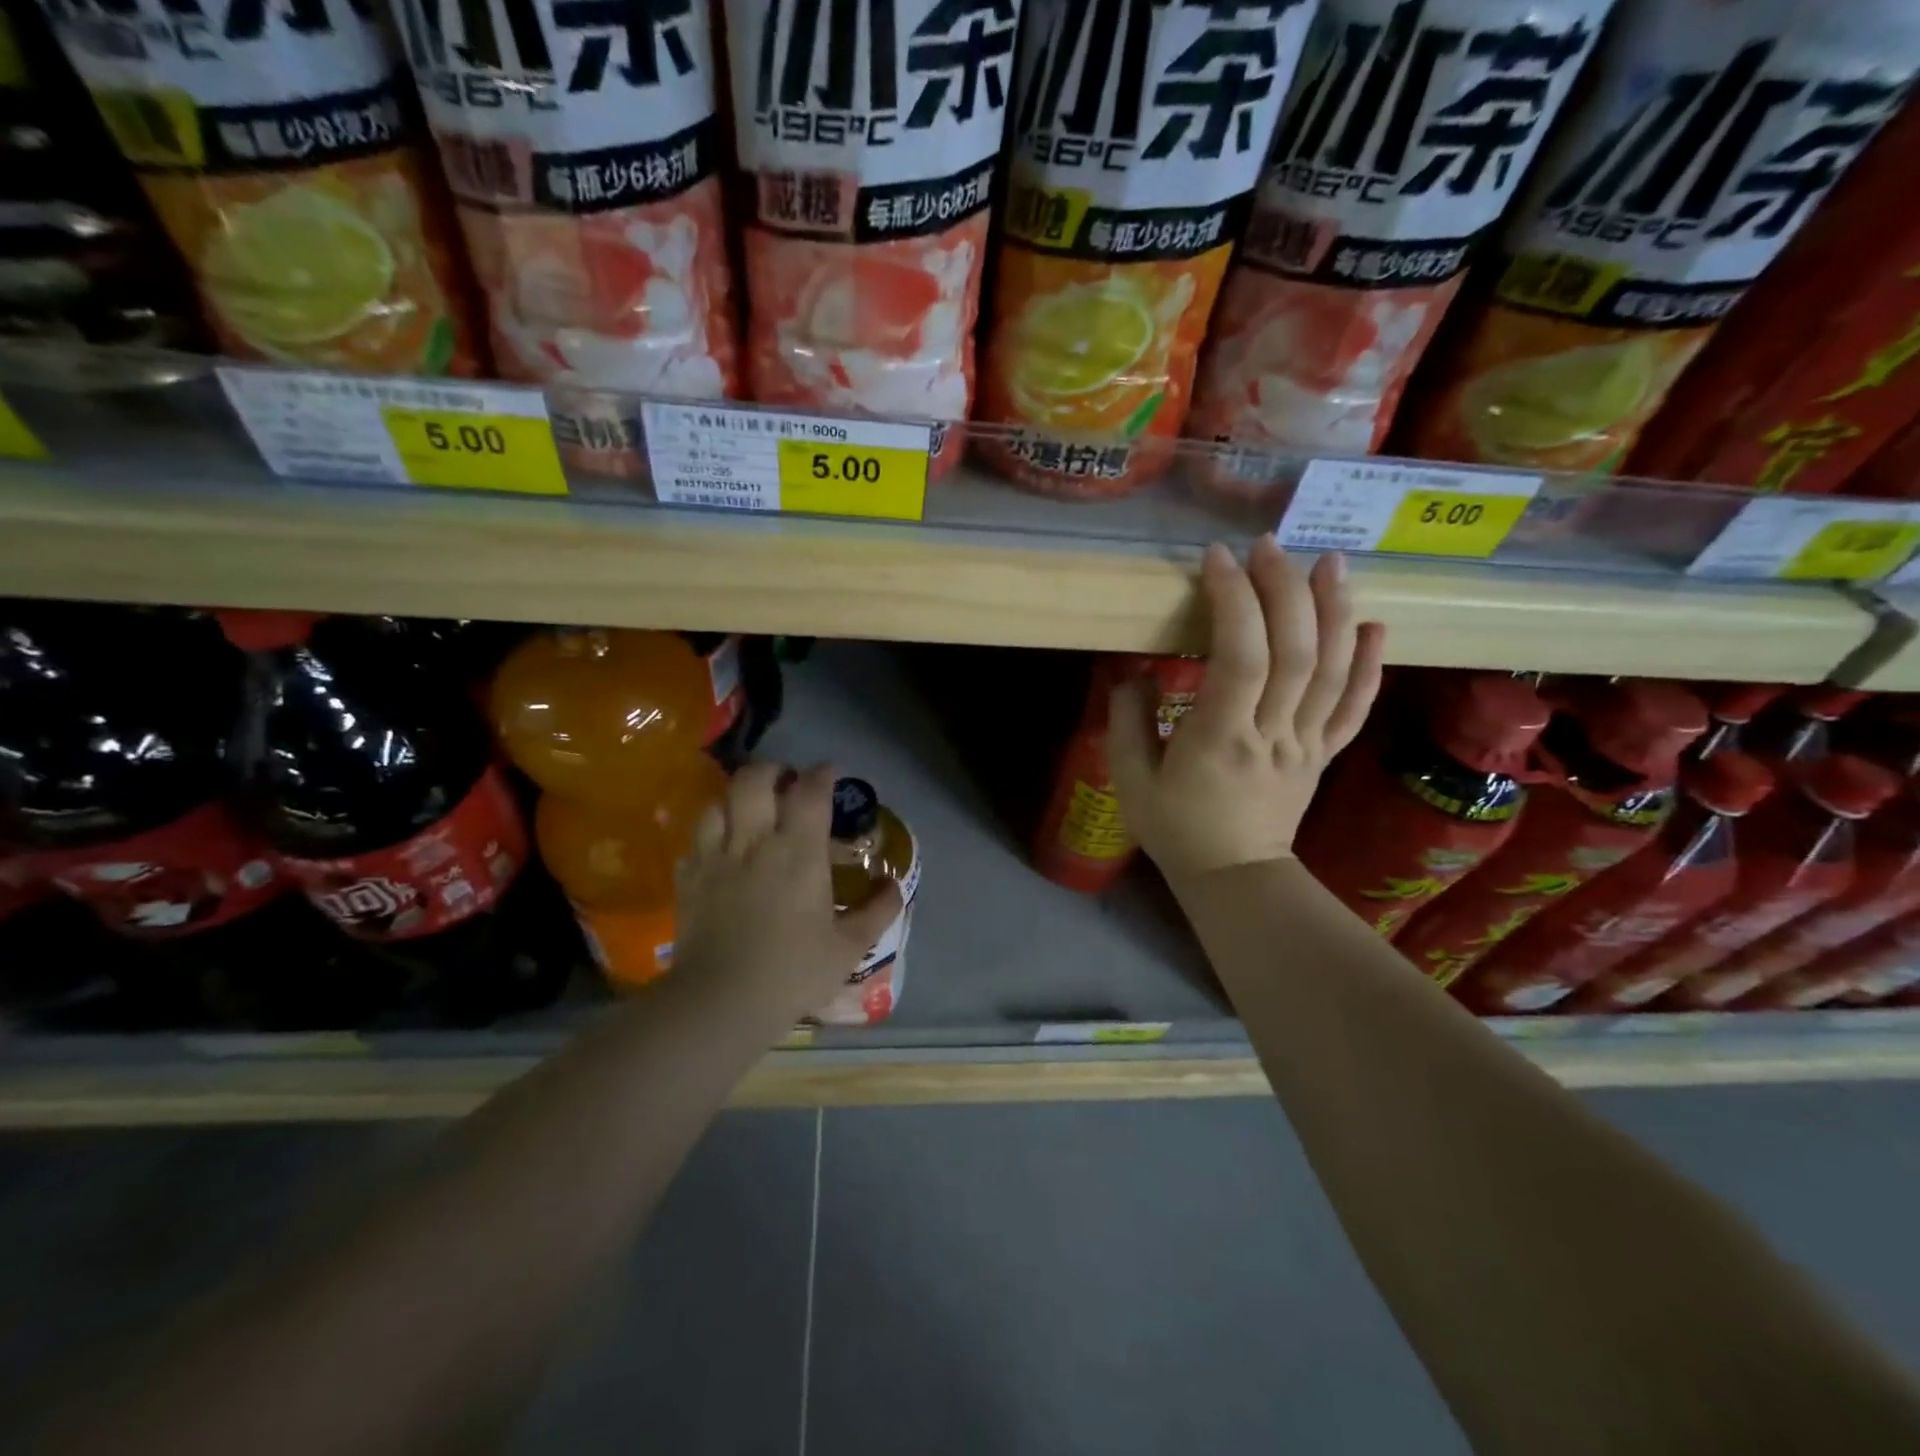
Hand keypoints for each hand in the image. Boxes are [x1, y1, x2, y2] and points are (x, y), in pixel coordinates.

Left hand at [673, 763, 902, 1022]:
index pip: (810, 792)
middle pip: (754, 780)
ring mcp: (715, 858)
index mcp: (798, 852)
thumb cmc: (793, 971)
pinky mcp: (689, 880)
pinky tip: (720, 851)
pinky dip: (710, 836)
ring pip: (718, 802)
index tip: (830, 772)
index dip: (822, 774)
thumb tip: (895, 887)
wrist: (722, 1000)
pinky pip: (695, 841)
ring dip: (736, 798)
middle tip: (786, 782)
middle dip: (772, 770)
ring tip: (749, 810)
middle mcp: (755, 842)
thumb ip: (877, 911)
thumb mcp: (849, 947)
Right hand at [1109, 539, 1384, 884]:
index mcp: (1220, 740)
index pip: (1240, 659)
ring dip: (1335, 611)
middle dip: (1284, 590)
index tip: (1218, 559)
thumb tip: (1134, 672)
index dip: (1234, 602)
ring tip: (1329, 562)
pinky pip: (1355, 707)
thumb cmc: (1176, 830)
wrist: (1234, 877)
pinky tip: (1374, 625)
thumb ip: (1128, 722)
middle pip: (1295, 653)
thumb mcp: (1131, 782)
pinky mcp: (1323, 753)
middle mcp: (1273, 734)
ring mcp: (1306, 743)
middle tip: (1268, 547)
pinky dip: (1370, 665)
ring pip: (1334, 671)